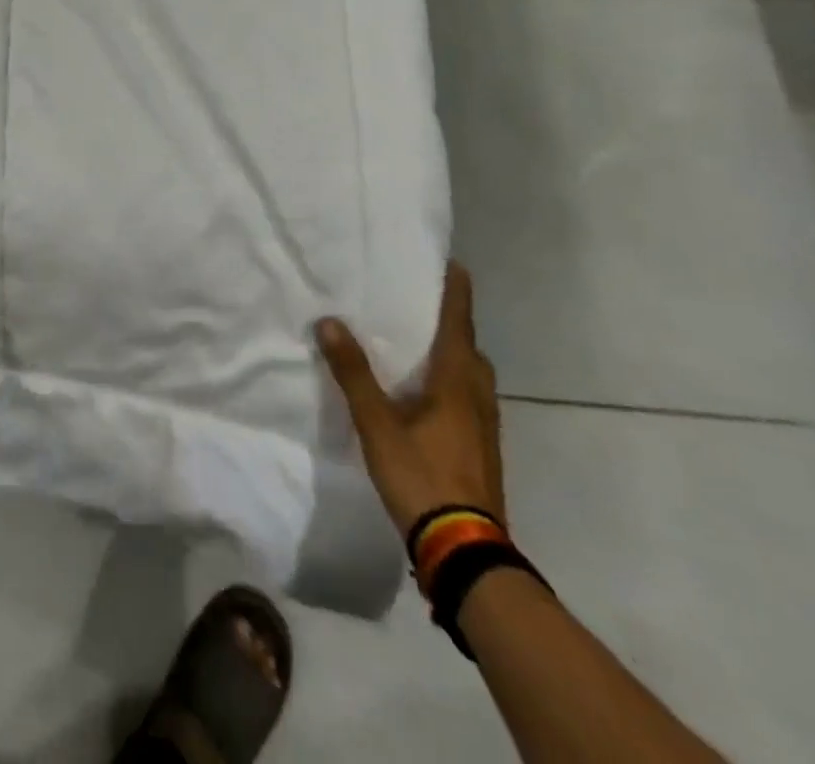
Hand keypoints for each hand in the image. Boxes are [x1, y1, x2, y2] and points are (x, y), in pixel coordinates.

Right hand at [315, 262, 505, 535]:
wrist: (465, 550)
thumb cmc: (421, 475)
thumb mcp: (377, 423)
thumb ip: (353, 373)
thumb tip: (330, 322)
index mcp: (456, 381)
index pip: (459, 323)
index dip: (455, 292)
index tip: (453, 264)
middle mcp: (477, 397)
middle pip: (470, 348)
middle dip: (452, 323)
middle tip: (421, 304)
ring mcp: (484, 427)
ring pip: (471, 376)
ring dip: (452, 354)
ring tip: (419, 345)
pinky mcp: (481, 450)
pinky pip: (468, 399)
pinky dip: (450, 382)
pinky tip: (424, 396)